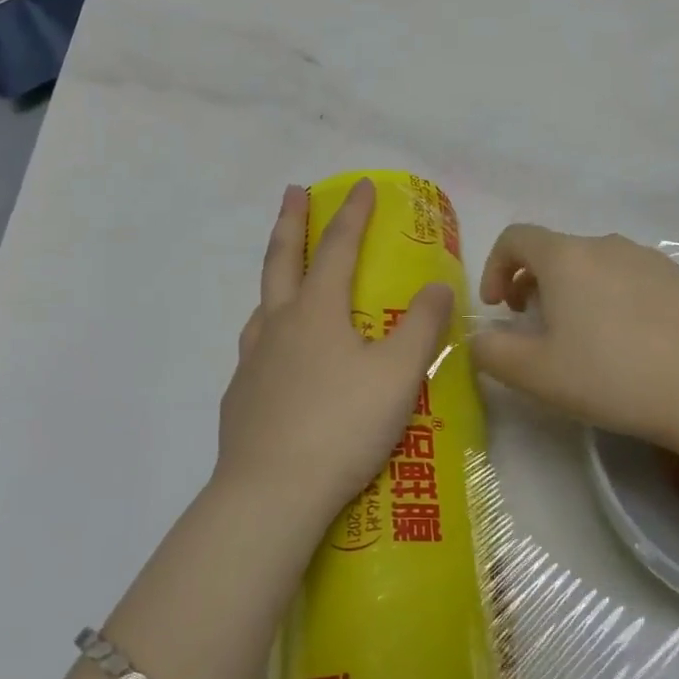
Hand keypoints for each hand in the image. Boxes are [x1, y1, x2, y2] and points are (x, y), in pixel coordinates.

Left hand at [218, 180, 453, 532]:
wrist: (271, 493)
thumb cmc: (341, 426)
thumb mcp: (397, 375)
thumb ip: (420, 327)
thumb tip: (437, 285)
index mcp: (317, 312)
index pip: (337, 248)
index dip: (352, 215)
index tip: (359, 185)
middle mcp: (279, 325)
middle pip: (282, 260)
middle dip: (291, 222)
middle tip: (292, 192)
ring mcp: (253, 360)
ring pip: (262, 304)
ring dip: (275, 276)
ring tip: (285, 275)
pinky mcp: (241, 396)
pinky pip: (256, 347)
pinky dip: (269, 330)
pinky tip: (278, 355)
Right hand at [473, 226, 678, 461]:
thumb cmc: (611, 375)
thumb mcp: (536, 374)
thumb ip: (492, 352)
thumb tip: (480, 339)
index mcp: (565, 257)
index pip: (515, 238)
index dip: (496, 266)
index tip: (499, 307)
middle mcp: (605, 244)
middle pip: (555, 251)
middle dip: (534, 283)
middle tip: (535, 327)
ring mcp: (648, 258)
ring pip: (595, 264)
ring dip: (575, 291)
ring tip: (583, 337)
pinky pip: (631, 278)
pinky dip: (614, 298)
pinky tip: (629, 341)